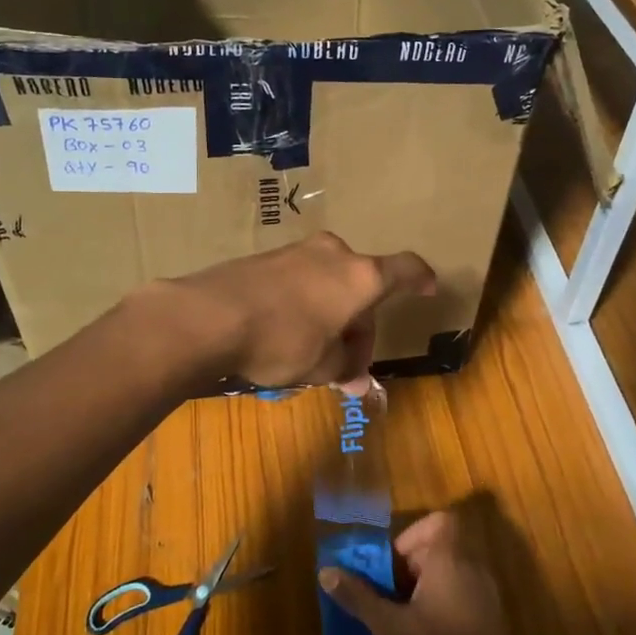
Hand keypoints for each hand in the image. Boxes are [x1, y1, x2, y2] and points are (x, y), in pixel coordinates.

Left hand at [138, 232, 435, 389]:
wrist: (208, 316)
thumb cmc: (282, 341)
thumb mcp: (321, 366)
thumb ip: (346, 369)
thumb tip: (357, 383)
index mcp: (360, 276)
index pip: (404, 269)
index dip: (420, 279)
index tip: (428, 289)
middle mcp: (333, 254)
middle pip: (362, 286)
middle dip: (360, 325)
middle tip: (348, 364)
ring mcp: (297, 251)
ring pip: (330, 283)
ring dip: (332, 315)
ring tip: (315, 354)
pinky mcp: (266, 258)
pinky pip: (301, 280)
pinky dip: (306, 304)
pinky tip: (286, 333)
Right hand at [318, 510, 520, 634]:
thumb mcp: (391, 628)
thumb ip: (359, 597)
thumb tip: (326, 572)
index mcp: (449, 559)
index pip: (438, 521)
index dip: (412, 535)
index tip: (392, 565)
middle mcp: (471, 566)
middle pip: (438, 547)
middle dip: (409, 566)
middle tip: (388, 595)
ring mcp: (485, 592)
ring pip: (449, 571)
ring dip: (423, 585)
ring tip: (401, 616)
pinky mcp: (490, 616)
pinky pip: (460, 592)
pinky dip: (440, 601)